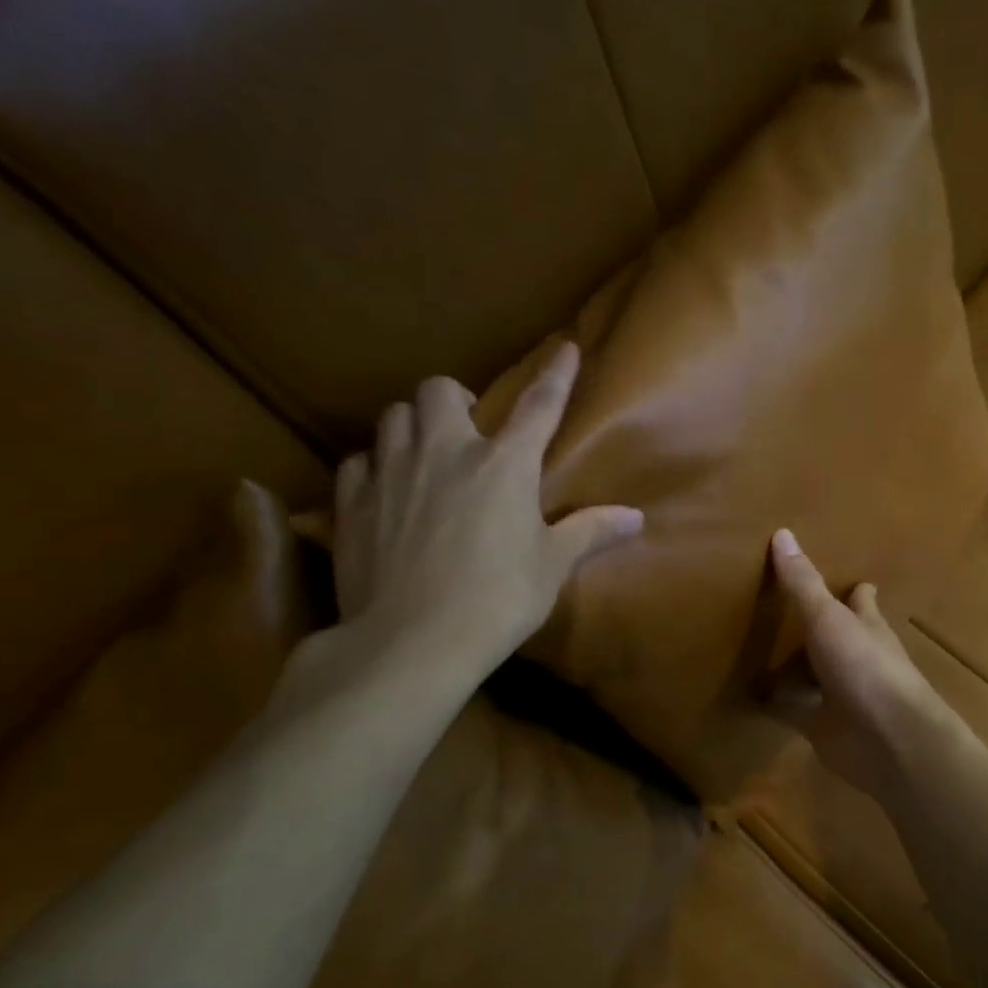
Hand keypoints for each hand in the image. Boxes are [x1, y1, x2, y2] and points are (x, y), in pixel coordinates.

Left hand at [330, 342, 641, 687]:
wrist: (414, 640)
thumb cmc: (499, 599)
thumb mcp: (552, 565)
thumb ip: (591, 532)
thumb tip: (636, 518)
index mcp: (505, 465)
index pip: (539, 405)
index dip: (556, 375)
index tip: (565, 347)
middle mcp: (445, 452)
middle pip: (438, 390)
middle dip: (454, 400)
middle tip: (467, 430)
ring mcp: (392, 472)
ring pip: (392, 416)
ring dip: (412, 426)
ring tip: (424, 456)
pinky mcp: (351, 501)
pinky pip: (358, 461)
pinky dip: (374, 467)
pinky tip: (385, 491)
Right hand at [764, 528, 960, 801]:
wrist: (888, 740)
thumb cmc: (865, 667)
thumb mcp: (828, 618)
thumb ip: (803, 584)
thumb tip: (782, 532)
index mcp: (866, 626)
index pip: (861, 600)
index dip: (855, 590)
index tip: (844, 579)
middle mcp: (855, 657)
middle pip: (834, 637)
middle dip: (816, 627)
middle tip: (780, 608)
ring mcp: (840, 694)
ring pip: (812, 675)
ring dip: (792, 668)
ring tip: (754, 649)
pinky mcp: (822, 726)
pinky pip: (791, 711)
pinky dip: (772, 704)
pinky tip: (747, 695)